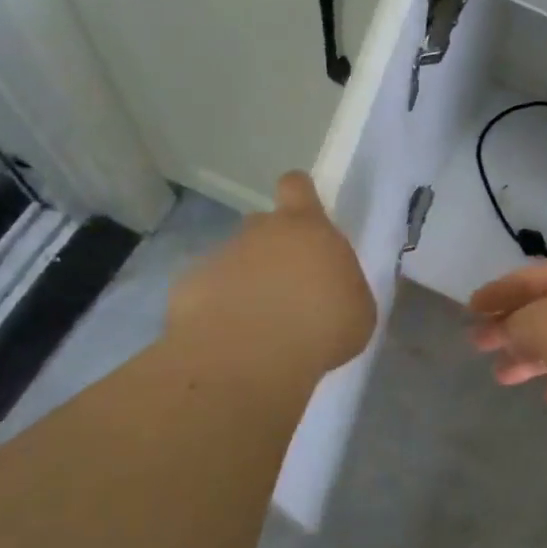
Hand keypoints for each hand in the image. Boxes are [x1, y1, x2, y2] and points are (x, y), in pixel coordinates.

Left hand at [171, 173, 376, 376]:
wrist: (247, 361)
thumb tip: (331, 288)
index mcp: (307, 229)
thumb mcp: (357, 311)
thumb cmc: (320, 329)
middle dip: (271, 249)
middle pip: (263, 225)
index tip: (304, 217)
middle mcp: (260, 232)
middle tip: (285, 288)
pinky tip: (229, 338)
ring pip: (235, 260)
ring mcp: (220, 257)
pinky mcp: (189, 287)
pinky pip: (209, 292)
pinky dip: (218, 309)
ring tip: (257, 324)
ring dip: (245, 283)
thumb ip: (343, 287)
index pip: (297, 186)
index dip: (299, 195)